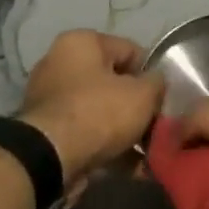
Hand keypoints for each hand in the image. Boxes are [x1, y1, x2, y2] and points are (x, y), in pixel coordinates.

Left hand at [19, 30, 160, 179]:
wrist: (49, 161)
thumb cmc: (99, 112)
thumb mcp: (143, 94)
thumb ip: (158, 83)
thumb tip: (157, 84)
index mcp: (81, 42)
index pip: (130, 50)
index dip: (151, 73)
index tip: (163, 96)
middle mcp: (59, 64)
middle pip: (113, 82)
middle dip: (136, 105)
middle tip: (156, 124)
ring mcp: (49, 100)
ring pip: (100, 110)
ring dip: (124, 129)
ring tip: (147, 150)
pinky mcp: (45, 132)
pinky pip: (86, 133)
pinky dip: (107, 146)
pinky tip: (131, 166)